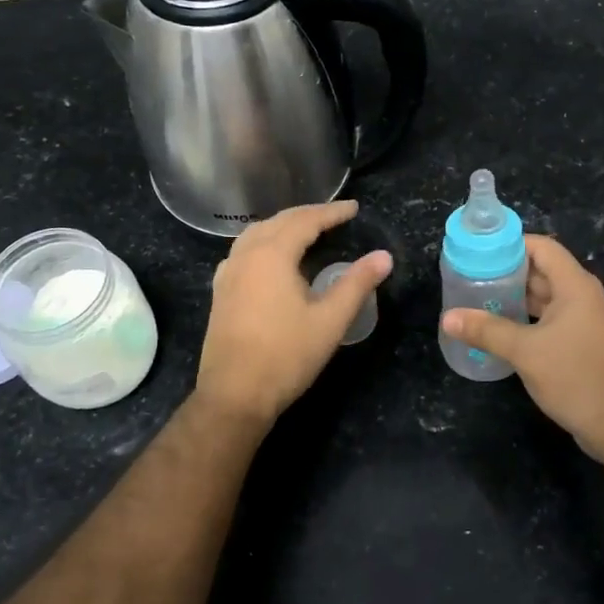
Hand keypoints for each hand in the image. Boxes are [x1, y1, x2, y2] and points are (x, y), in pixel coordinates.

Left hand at [194, 200, 392, 430]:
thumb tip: (384, 256)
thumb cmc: (286, 356)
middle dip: (307, 215)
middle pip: (278, 222)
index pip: (305, 221)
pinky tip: (269, 258)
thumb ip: (357, 284)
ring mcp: (228, 274)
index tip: (354, 208)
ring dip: (282, 226)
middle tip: (334, 216)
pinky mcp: (220, 292)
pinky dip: (262, 243)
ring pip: (256, 234)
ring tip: (305, 230)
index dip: (331, 212)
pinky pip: (242, 252)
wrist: (234, 395)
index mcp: (272, 255)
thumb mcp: (330, 320)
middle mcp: (246, 255)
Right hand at [441, 235, 603, 463]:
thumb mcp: (526, 351)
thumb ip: (486, 330)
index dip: (511, 244)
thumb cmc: (576, 377)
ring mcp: (582, 321)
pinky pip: (547, 320)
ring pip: (543, 297)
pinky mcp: (579, 344)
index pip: (542, 247)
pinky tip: (497, 329)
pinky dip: (523, 319)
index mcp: (575, 286)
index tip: (478, 251)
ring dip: (513, 297)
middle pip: (541, 270)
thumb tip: (447, 317)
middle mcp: (581, 296)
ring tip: (476, 299)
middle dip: (506, 271)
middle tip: (469, 276)